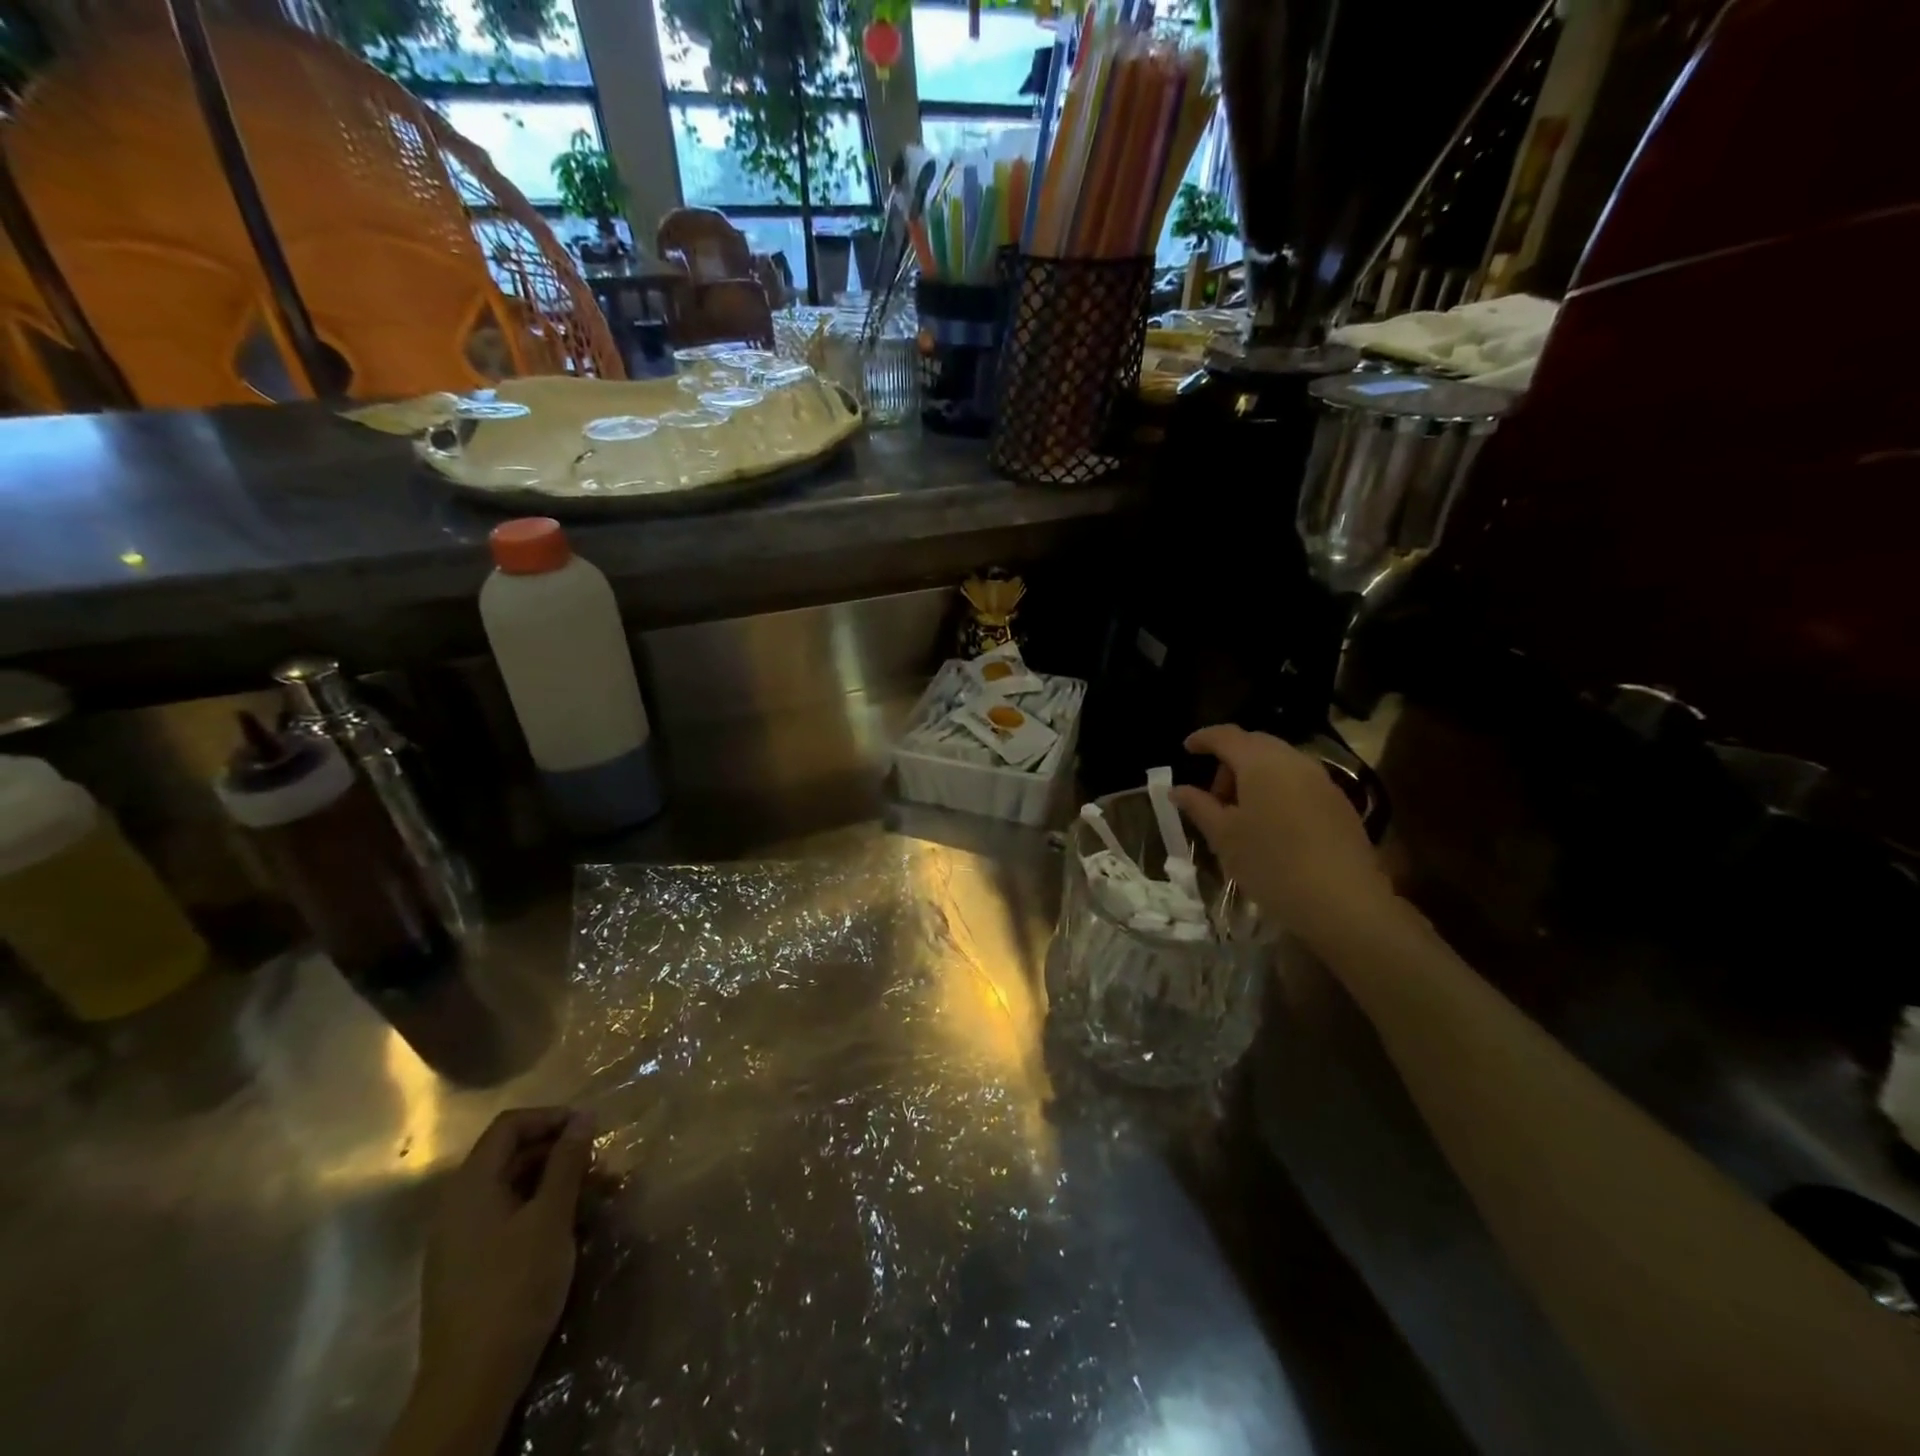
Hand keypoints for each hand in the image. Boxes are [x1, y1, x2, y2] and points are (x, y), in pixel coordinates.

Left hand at [390, 1108, 592, 1455]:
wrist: (472, 1381)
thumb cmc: (515, 1286)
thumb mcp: (551, 1217)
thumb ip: (567, 1162)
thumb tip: (584, 1116)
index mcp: (471, 1185)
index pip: (510, 1125)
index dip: (551, 1117)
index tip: (590, 1128)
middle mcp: (459, 1204)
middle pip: (511, 1154)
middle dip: (559, 1151)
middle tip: (600, 1163)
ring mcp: (461, 1236)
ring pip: (514, 1187)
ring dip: (556, 1181)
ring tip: (597, 1194)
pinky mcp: (470, 1263)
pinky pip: (508, 1215)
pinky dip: (541, 1208)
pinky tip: (571, 1225)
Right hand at [1171, 725, 1398, 952]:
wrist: (1343, 903)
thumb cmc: (1271, 864)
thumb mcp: (1224, 837)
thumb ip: (1199, 806)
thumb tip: (1178, 790)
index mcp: (1261, 762)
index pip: (1226, 735)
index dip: (1203, 739)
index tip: (1186, 749)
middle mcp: (1295, 761)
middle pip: (1255, 745)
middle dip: (1229, 763)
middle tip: (1213, 797)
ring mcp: (1322, 781)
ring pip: (1280, 764)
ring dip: (1254, 778)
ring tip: (1241, 816)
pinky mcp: (1340, 804)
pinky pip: (1299, 783)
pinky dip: (1277, 791)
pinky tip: (1272, 827)